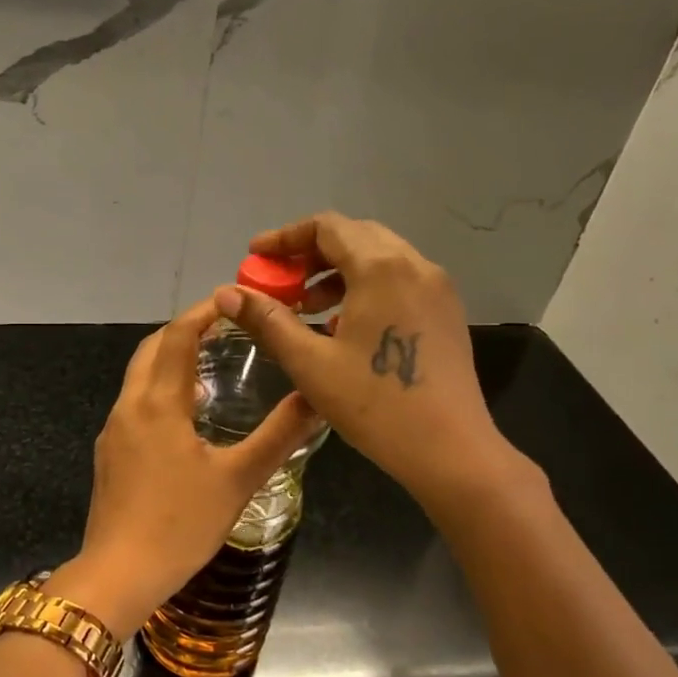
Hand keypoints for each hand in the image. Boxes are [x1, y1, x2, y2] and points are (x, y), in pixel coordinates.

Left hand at [73, 297, 322, 635]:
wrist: (119, 574)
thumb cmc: (181, 524)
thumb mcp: (238, 479)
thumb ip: (278, 435)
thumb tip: (316, 398)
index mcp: (158, 403)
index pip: (176, 336)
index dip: (203, 312)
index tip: (233, 300)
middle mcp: (129, 407)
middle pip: (151, 349)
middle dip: (184, 331)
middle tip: (224, 329)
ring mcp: (114, 431)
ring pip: (140, 377)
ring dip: (170, 361)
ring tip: (211, 366)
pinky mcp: (109, 454)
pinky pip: (135, 404)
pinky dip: (160, 391)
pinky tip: (187, 416)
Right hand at [214, 213, 515, 507]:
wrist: (450, 449)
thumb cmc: (374, 404)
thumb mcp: (310, 363)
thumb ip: (267, 320)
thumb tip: (227, 293)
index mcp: (381, 268)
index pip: (326, 227)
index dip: (285, 238)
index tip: (255, 258)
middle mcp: (414, 264)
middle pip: (354, 236)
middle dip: (310, 253)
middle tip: (278, 282)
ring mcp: (437, 287)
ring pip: (379, 257)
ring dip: (337, 271)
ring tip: (306, 307)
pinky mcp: (446, 312)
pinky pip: (399, 280)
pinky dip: (364, 286)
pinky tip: (344, 325)